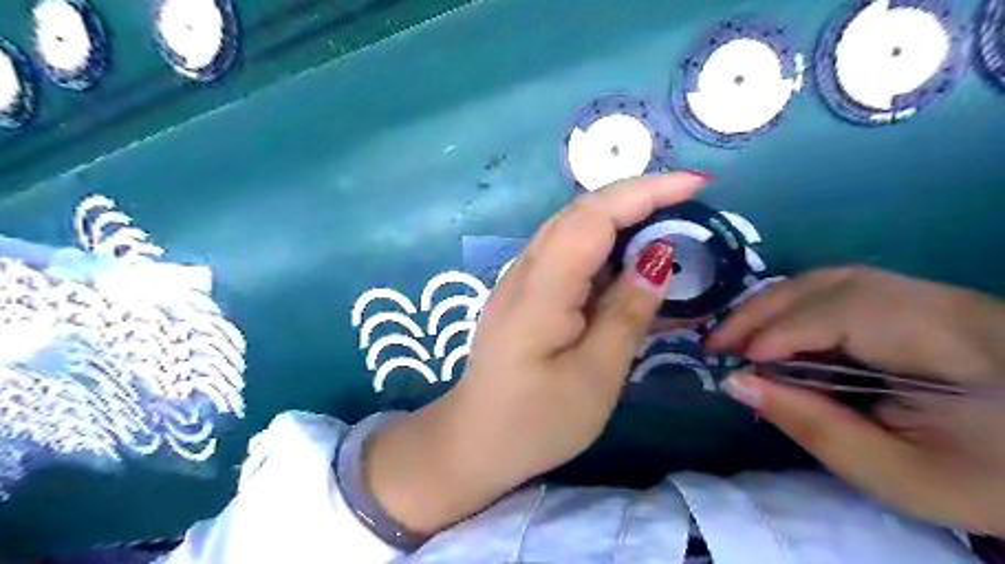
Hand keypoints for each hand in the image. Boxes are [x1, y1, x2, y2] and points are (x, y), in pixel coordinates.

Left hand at [367, 169, 704, 533]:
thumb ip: (626, 313)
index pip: (593, 216)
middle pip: (580, 213)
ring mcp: (519, 280)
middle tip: (688, 205)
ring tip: (666, 229)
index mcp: (542, 289)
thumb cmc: (536, 421)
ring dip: (619, 220)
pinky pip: (565, 255)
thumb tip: (657, 259)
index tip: (695, 185)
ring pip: (571, 230)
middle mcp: (525, 271)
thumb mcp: (595, 376)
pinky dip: (602, 249)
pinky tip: (626, 266)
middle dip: (636, 198)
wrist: (475, 442)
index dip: (644, 192)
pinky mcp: (523, 294)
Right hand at [705, 266, 1004, 534]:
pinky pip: (842, 290)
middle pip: (831, 283)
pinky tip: (778, 334)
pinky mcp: (921, 300)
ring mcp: (933, 294)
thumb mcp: (895, 474)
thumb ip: (812, 425)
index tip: (735, 363)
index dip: (783, 332)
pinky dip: (797, 309)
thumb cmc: (985, 479)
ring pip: (831, 280)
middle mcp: (941, 301)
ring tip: (738, 338)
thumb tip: (735, 382)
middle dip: (763, 310)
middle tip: (718, 343)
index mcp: (953, 344)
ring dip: (774, 305)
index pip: (848, 313)